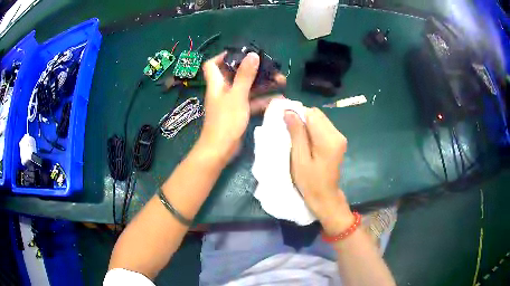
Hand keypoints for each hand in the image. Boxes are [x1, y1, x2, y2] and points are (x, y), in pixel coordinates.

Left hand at [199, 52, 281, 159]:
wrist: (220, 150)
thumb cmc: (226, 121)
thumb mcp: (237, 96)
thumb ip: (245, 75)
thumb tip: (252, 55)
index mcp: (217, 83)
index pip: (213, 64)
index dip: (224, 56)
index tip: (241, 53)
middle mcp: (223, 90)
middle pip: (237, 74)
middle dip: (254, 70)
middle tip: (272, 68)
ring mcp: (232, 102)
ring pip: (248, 88)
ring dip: (263, 84)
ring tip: (282, 81)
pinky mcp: (239, 113)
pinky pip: (252, 102)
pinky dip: (263, 100)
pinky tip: (279, 99)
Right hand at [284, 107, 353, 234]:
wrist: (325, 196)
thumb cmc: (310, 182)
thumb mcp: (299, 158)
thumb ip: (296, 133)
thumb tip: (289, 112)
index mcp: (329, 139)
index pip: (311, 114)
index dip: (296, 115)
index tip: (285, 124)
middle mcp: (338, 134)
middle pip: (317, 114)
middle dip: (302, 119)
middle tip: (290, 133)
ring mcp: (340, 137)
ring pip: (320, 119)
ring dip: (307, 124)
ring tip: (297, 138)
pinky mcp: (338, 140)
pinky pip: (323, 127)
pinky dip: (312, 129)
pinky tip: (306, 141)